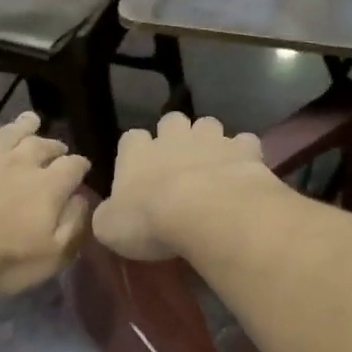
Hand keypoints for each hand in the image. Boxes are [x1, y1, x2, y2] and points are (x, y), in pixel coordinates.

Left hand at [0, 112, 91, 294]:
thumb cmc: (4, 260)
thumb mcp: (52, 255)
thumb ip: (74, 225)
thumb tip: (83, 199)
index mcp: (50, 186)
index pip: (74, 166)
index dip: (81, 166)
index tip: (82, 169)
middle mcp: (24, 161)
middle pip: (45, 145)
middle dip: (55, 146)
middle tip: (58, 150)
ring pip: (13, 131)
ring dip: (26, 126)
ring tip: (32, 122)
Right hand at [93, 113, 277, 261]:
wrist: (205, 213)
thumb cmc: (149, 221)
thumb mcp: (110, 229)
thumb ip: (107, 216)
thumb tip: (108, 214)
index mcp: (136, 153)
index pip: (130, 139)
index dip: (135, 152)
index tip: (139, 169)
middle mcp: (173, 137)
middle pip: (171, 121)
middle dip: (174, 136)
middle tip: (178, 163)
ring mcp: (211, 139)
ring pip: (208, 125)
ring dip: (209, 141)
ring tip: (212, 165)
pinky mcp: (244, 150)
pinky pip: (245, 143)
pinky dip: (244, 155)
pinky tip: (244, 172)